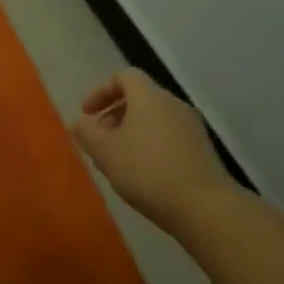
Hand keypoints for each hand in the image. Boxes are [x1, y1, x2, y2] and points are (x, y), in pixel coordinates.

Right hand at [72, 69, 229, 226]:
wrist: (203, 206)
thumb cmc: (147, 171)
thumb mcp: (105, 152)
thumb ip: (87, 133)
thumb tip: (80, 123)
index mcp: (149, 97)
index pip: (124, 77)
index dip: (101, 91)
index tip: (87, 114)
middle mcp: (173, 104)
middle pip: (140, 98)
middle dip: (114, 115)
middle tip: (99, 140)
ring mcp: (192, 127)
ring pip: (154, 120)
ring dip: (132, 132)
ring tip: (118, 161)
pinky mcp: (202, 150)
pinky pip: (169, 137)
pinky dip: (151, 145)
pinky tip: (143, 174)